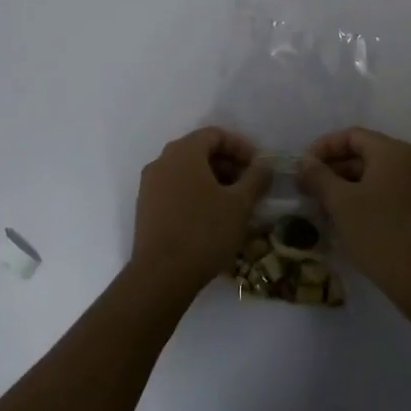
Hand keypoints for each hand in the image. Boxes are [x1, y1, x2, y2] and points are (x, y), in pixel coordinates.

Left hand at [130, 127, 270, 295]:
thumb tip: (264, 165)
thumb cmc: (204, 232)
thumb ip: (256, 179)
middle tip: (249, 187)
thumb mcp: (240, 204)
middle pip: (199, 151)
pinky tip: (211, 218)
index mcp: (183, 152)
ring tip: (233, 205)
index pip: (214, 134)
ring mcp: (150, 185)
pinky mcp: (145, 207)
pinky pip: (175, 189)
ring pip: (186, 172)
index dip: (240, 147)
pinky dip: (195, 195)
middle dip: (227, 165)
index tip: (258, 167)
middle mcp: (162, 161)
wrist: (161, 275)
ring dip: (213, 181)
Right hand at [298, 128, 410, 305]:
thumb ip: (318, 176)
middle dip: (332, 168)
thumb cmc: (379, 232)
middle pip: (363, 153)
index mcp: (392, 152)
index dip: (323, 147)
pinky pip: (383, 191)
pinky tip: (342, 218)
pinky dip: (361, 197)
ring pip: (372, 174)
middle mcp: (408, 162)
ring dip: (344, 185)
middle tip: (306, 188)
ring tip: (320, 206)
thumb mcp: (341, 202)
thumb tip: (304, 162)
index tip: (302, 166)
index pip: (351, 136)